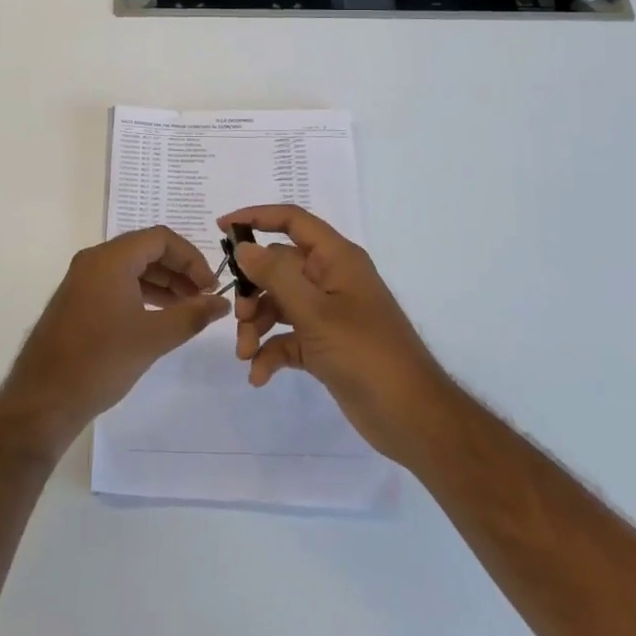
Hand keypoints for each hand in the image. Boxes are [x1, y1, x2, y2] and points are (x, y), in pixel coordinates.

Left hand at [0, 227, 228, 449]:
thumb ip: (191, 315)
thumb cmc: (100, 361)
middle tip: (205, 298)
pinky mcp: (78, 301)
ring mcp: (83, 280)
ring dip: (163, 283)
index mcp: (110, 259)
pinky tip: (160, 317)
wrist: (43, 399)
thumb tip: (222, 303)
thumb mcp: (153, 338)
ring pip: (132, 268)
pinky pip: (117, 284)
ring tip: (188, 309)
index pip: (161, 238)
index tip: (212, 286)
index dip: (191, 258)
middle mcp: (94, 260)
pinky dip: (142, 294)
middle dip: (179, 270)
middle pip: (146, 250)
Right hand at [221, 205, 456, 466]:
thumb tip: (244, 247)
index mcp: (336, 258)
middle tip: (238, 315)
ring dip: (257, 325)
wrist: (413, 419)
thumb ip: (276, 275)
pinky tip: (259, 375)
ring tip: (245, 353)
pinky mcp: (325, 346)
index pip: (292, 221)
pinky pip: (288, 337)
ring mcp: (328, 313)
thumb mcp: (315, 312)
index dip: (257, 217)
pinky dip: (271, 351)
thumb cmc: (366, 353)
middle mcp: (330, 279)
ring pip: (279, 304)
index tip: (222, 228)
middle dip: (252, 290)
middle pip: (278, 267)